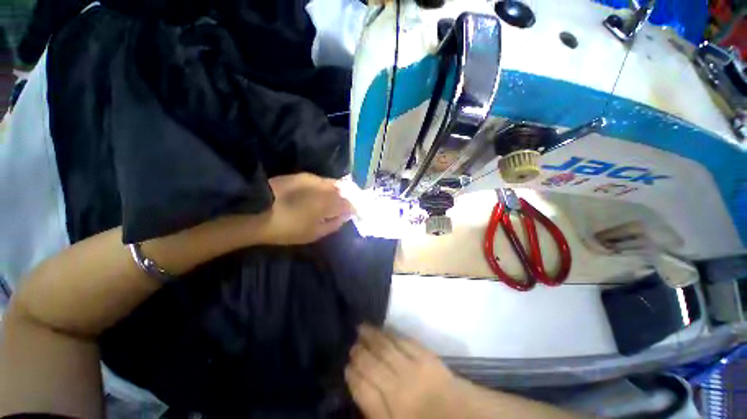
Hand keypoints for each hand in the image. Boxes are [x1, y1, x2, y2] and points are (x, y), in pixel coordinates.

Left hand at [262, 173, 353, 244]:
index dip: (353, 208)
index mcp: (329, 204)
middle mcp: (324, 189)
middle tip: (345, 206)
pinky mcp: (302, 176)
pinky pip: (320, 180)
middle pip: (342, 191)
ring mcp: (313, 180)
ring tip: (334, 199)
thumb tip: (344, 217)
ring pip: (332, 183)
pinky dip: (324, 186)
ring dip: (336, 191)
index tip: (354, 213)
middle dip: (346, 198)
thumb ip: (333, 224)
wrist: (257, 212)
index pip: (349, 204)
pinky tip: (320, 192)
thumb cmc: (288, 229)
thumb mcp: (313, 233)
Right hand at [345, 325, 459, 418]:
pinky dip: (391, 333)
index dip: (352, 377)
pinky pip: (404, 341)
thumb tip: (359, 384)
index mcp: (392, 413)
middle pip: (373, 365)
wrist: (462, 416)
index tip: (346, 366)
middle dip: (359, 352)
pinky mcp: (428, 356)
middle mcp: (401, 389)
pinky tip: (384, 329)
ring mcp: (415, 370)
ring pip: (386, 348)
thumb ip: (374, 410)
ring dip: (372, 336)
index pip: (364, 390)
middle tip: (351, 344)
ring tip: (361, 328)